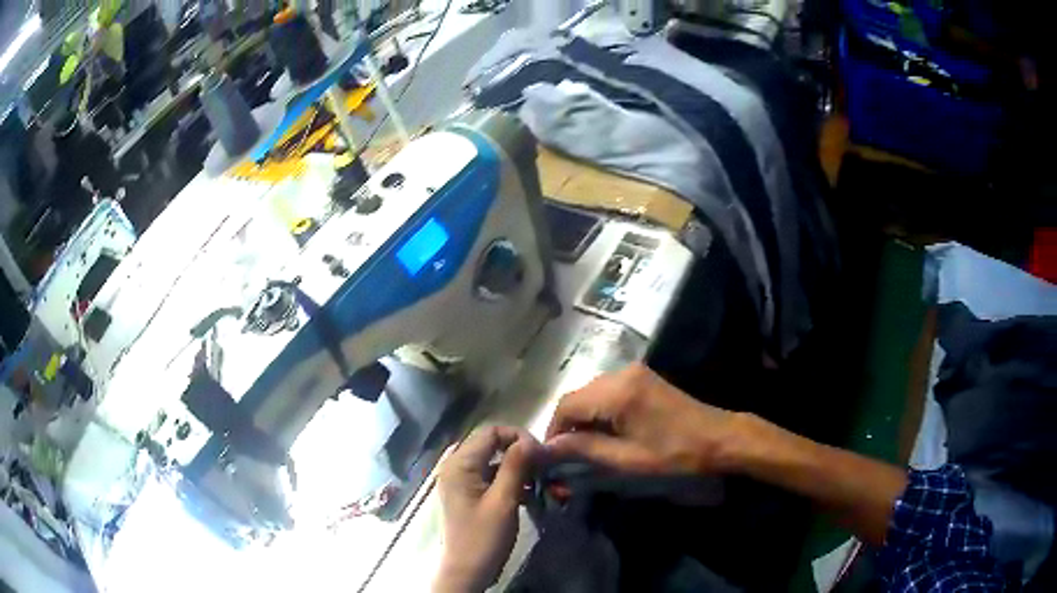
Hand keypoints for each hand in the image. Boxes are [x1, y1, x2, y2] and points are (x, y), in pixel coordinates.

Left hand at [435, 427, 540, 592]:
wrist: (467, 572)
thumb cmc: (483, 538)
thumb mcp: (503, 501)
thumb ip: (515, 467)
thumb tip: (532, 440)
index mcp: (459, 464)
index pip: (491, 432)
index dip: (519, 437)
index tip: (542, 455)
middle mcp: (456, 466)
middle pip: (492, 444)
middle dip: (520, 452)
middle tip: (544, 468)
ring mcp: (461, 480)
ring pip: (493, 460)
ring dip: (517, 467)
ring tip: (540, 482)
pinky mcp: (468, 494)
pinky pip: (491, 476)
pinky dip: (509, 480)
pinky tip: (527, 494)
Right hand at [545, 363, 740, 475]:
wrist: (718, 438)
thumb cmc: (674, 454)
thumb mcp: (627, 459)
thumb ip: (585, 449)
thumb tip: (549, 447)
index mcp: (617, 392)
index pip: (567, 406)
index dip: (553, 430)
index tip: (551, 456)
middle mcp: (621, 373)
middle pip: (577, 396)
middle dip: (567, 424)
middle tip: (566, 453)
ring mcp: (633, 372)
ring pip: (590, 393)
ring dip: (582, 418)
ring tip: (584, 446)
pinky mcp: (642, 377)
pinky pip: (606, 390)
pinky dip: (598, 410)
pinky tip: (604, 431)